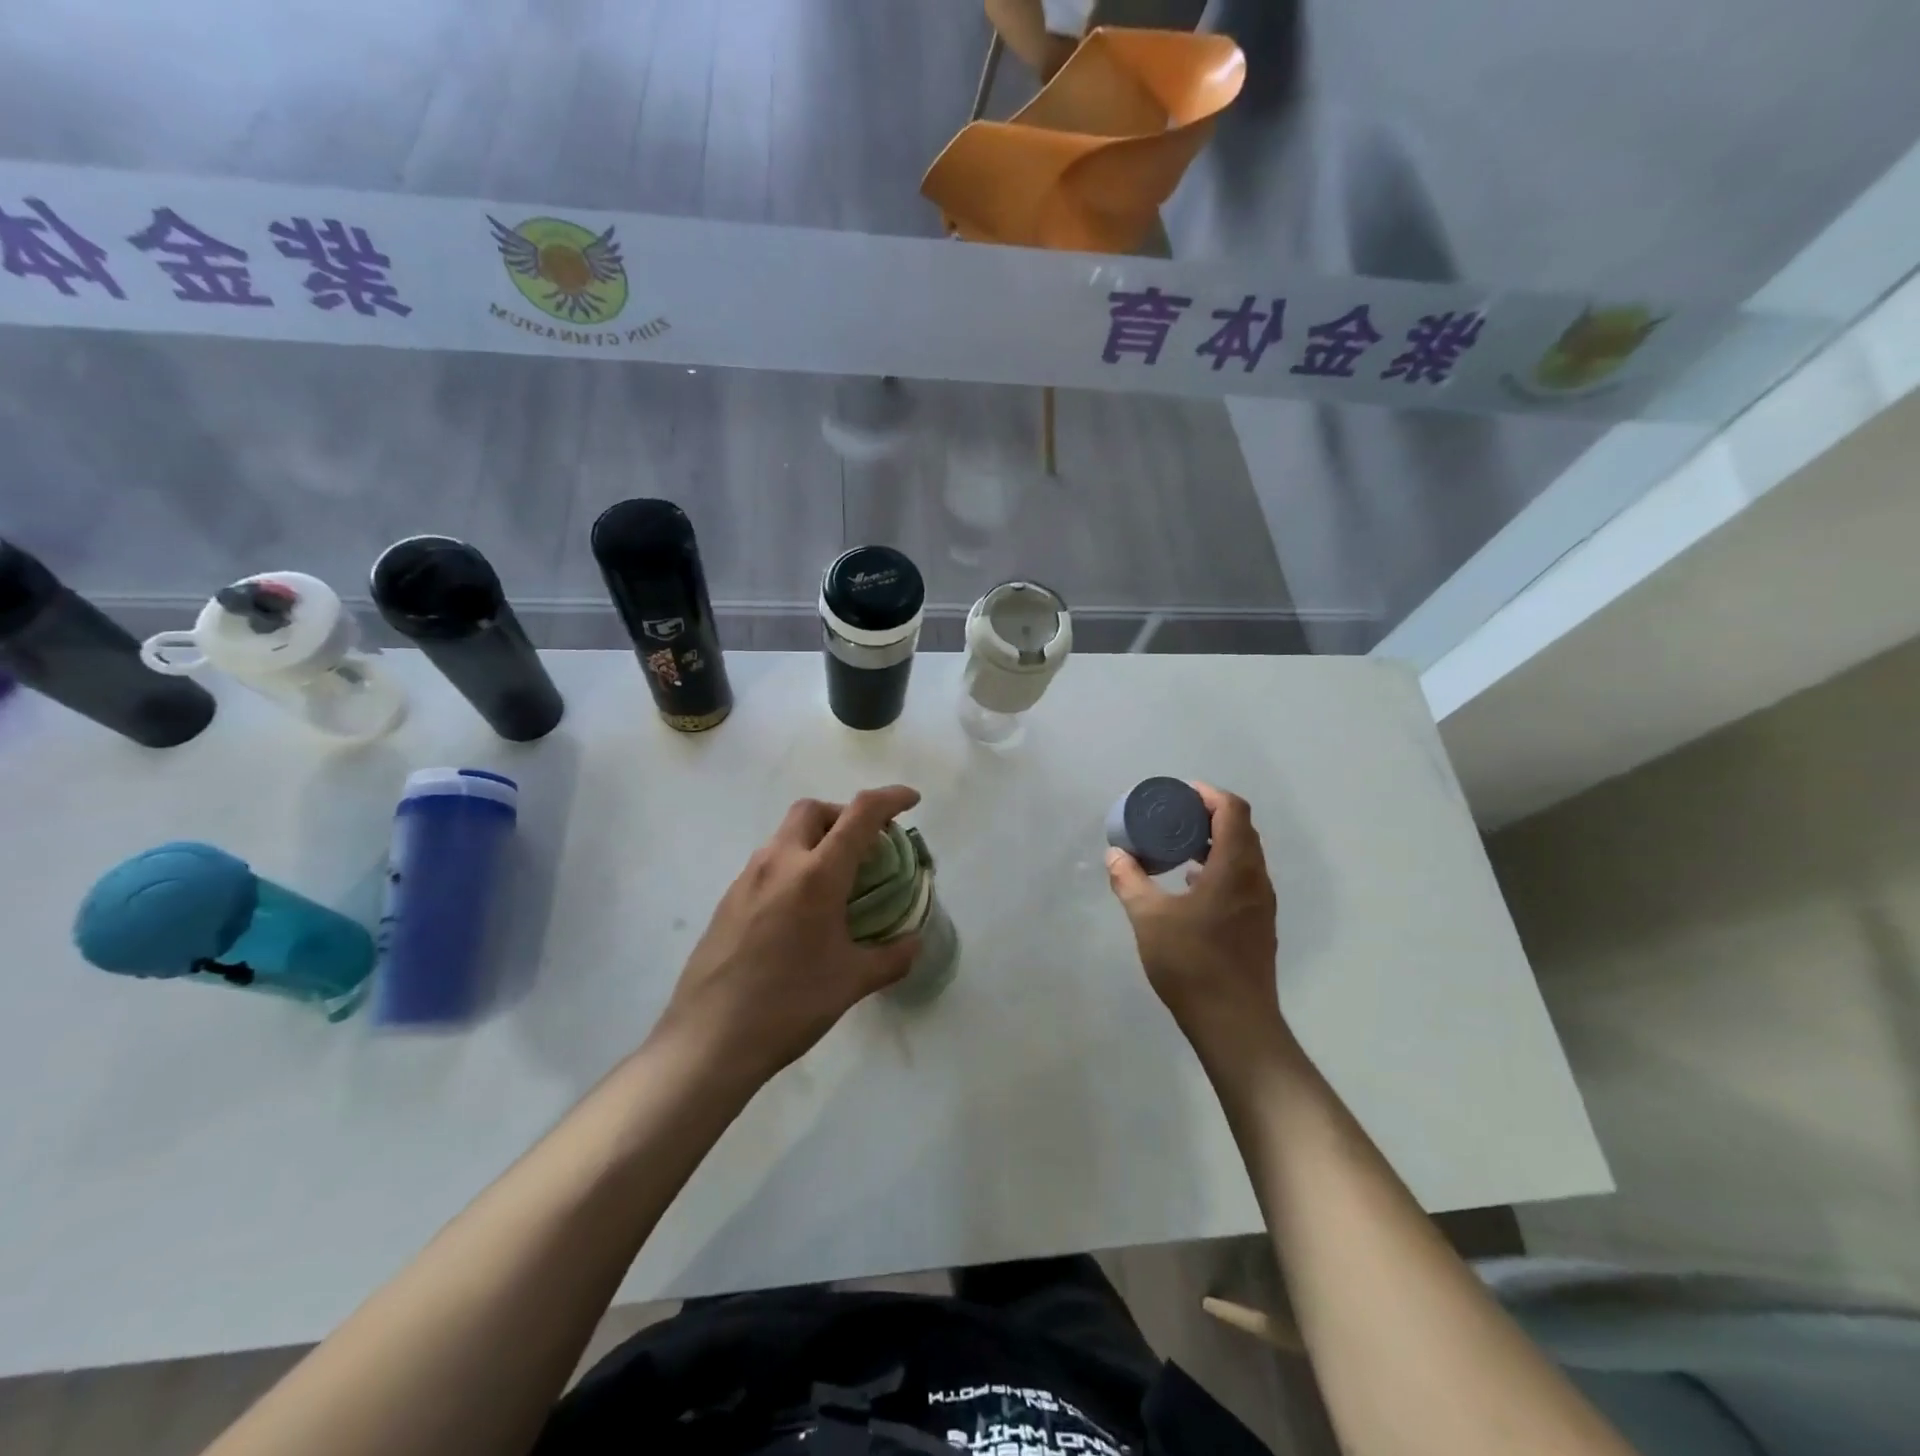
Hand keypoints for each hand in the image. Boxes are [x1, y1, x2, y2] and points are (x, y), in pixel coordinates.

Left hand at [656, 786, 923, 1086]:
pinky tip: (801, 909)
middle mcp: (779, 863)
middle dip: (845, 814)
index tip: (912, 800)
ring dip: (817, 840)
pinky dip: (794, 865)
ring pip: (786, 834)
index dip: (890, 798)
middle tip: (866, 846)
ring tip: (837, 880)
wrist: (708, 1040)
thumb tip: (914, 942)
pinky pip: (768, 863)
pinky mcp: (727, 899)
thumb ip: (892, 956)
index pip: (860, 814)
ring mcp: (747, 879)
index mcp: (816, 875)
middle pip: (814, 810)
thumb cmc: (789, 1005)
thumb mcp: (852, 982)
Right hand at [1105, 783, 1286, 1057]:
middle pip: (1241, 830)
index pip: (1232, 811)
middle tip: (1174, 816)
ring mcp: (1261, 905)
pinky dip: (1219, 869)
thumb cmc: (1192, 963)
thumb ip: (1130, 882)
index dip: (1208, 795)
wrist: (1235, 1023)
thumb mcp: (1149, 919)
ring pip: (1243, 857)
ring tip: (1179, 847)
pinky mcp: (1258, 926)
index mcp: (1234, 868)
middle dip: (1209, 816)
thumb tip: (1115, 855)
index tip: (1180, 793)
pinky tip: (1190, 886)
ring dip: (1214, 844)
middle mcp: (1255, 879)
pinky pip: (1242, 880)